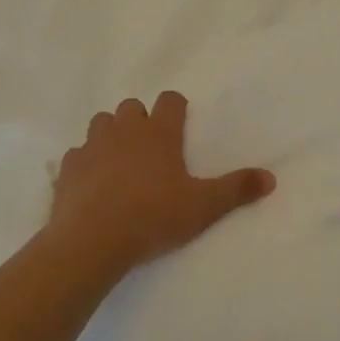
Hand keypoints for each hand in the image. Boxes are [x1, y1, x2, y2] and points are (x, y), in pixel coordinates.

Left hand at [48, 91, 275, 276]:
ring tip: (120, 162)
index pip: (170, 100)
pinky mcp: (68, 167)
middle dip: (141, 121)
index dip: (176, 108)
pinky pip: (77, 154)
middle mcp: (124, 130)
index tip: (180, 124)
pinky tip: (92, 184)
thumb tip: (271, 178)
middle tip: (152, 149)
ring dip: (111, 135)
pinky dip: (86, 162)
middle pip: (132, 107)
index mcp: (158, 133)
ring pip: (101, 123)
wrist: (92, 240)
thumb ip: (236, 190)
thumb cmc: (153, 217)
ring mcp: (92, 145)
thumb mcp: (203, 207)